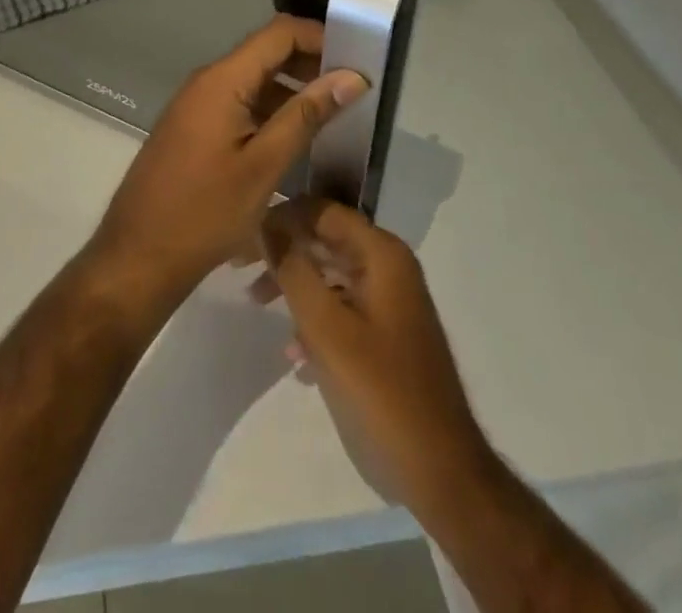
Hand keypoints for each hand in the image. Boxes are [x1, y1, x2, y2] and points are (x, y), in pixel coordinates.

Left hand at [86, 17, 365, 313]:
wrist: (139, 254)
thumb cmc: (205, 212)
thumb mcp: (264, 165)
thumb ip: (306, 115)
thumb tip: (352, 76)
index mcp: (222, 79)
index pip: (279, 33)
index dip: (321, 36)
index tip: (360, 58)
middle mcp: (207, 80)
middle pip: (266, 52)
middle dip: (312, 63)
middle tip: (356, 89)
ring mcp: (198, 104)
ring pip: (254, 80)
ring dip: (294, 89)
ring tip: (338, 113)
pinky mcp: (195, 127)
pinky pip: (240, 102)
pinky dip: (272, 109)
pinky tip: (298, 135)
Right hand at [258, 198, 489, 519]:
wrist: (441, 471)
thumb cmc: (381, 391)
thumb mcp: (326, 328)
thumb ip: (292, 269)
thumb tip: (264, 224)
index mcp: (382, 254)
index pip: (321, 210)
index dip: (280, 216)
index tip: (243, 236)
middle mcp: (388, 265)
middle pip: (324, 237)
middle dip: (282, 249)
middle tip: (240, 264)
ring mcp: (388, 299)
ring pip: (329, 271)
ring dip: (293, 283)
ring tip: (257, 303)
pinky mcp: (385, 331)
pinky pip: (340, 304)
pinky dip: (314, 317)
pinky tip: (295, 354)